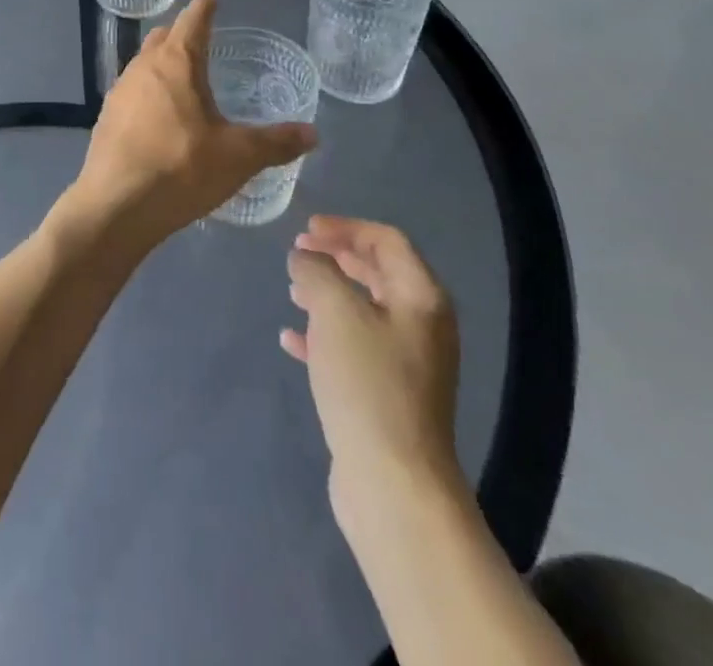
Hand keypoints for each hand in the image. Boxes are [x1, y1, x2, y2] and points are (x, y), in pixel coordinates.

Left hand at [62, 0, 316, 254]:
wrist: (115, 207)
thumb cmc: (181, 169)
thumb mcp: (239, 157)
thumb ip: (276, 142)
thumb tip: (312, 133)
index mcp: (175, 62)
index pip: (192, 21)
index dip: (205, 9)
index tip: (212, 0)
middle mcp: (142, 68)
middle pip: (162, 38)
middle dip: (180, 34)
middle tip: (201, 42)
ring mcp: (119, 93)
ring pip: (143, 66)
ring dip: (161, 65)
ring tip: (183, 81)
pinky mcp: (105, 120)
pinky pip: (131, 94)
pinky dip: (148, 94)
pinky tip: (159, 119)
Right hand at [281, 216, 461, 507]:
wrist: (393, 483)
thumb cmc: (368, 383)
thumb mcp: (335, 312)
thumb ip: (316, 271)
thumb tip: (305, 257)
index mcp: (421, 297)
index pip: (386, 240)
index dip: (345, 228)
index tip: (306, 229)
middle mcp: (421, 324)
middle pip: (377, 272)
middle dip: (336, 258)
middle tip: (298, 253)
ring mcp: (407, 363)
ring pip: (363, 311)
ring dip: (327, 294)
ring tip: (292, 290)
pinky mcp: (387, 395)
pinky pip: (353, 349)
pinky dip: (324, 336)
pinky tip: (291, 340)